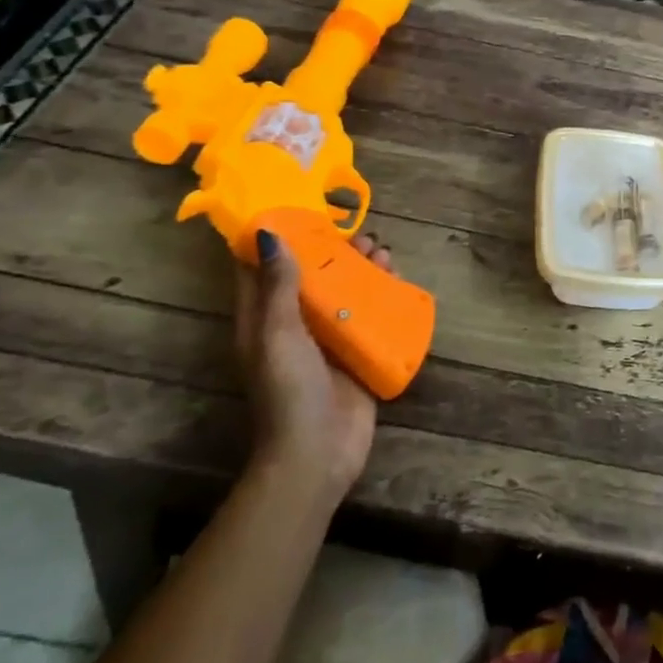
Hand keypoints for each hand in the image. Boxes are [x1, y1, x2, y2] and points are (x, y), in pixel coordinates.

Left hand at [233, 229, 387, 504]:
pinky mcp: (357, 357)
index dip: (278, 239)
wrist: (318, 453)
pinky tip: (399, 282)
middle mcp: (294, 327)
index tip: (301, 209)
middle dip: (334, 252)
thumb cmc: (290, 390)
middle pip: (313, 278)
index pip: (263, 271)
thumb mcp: (278, 333)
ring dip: (363, 271)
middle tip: (361, 233)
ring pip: (345, 295)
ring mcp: (328, 343)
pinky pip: (370, 318)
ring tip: (384, 252)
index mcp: (264, 320)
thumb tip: (269, 234)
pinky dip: (383, 298)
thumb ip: (278, 286)